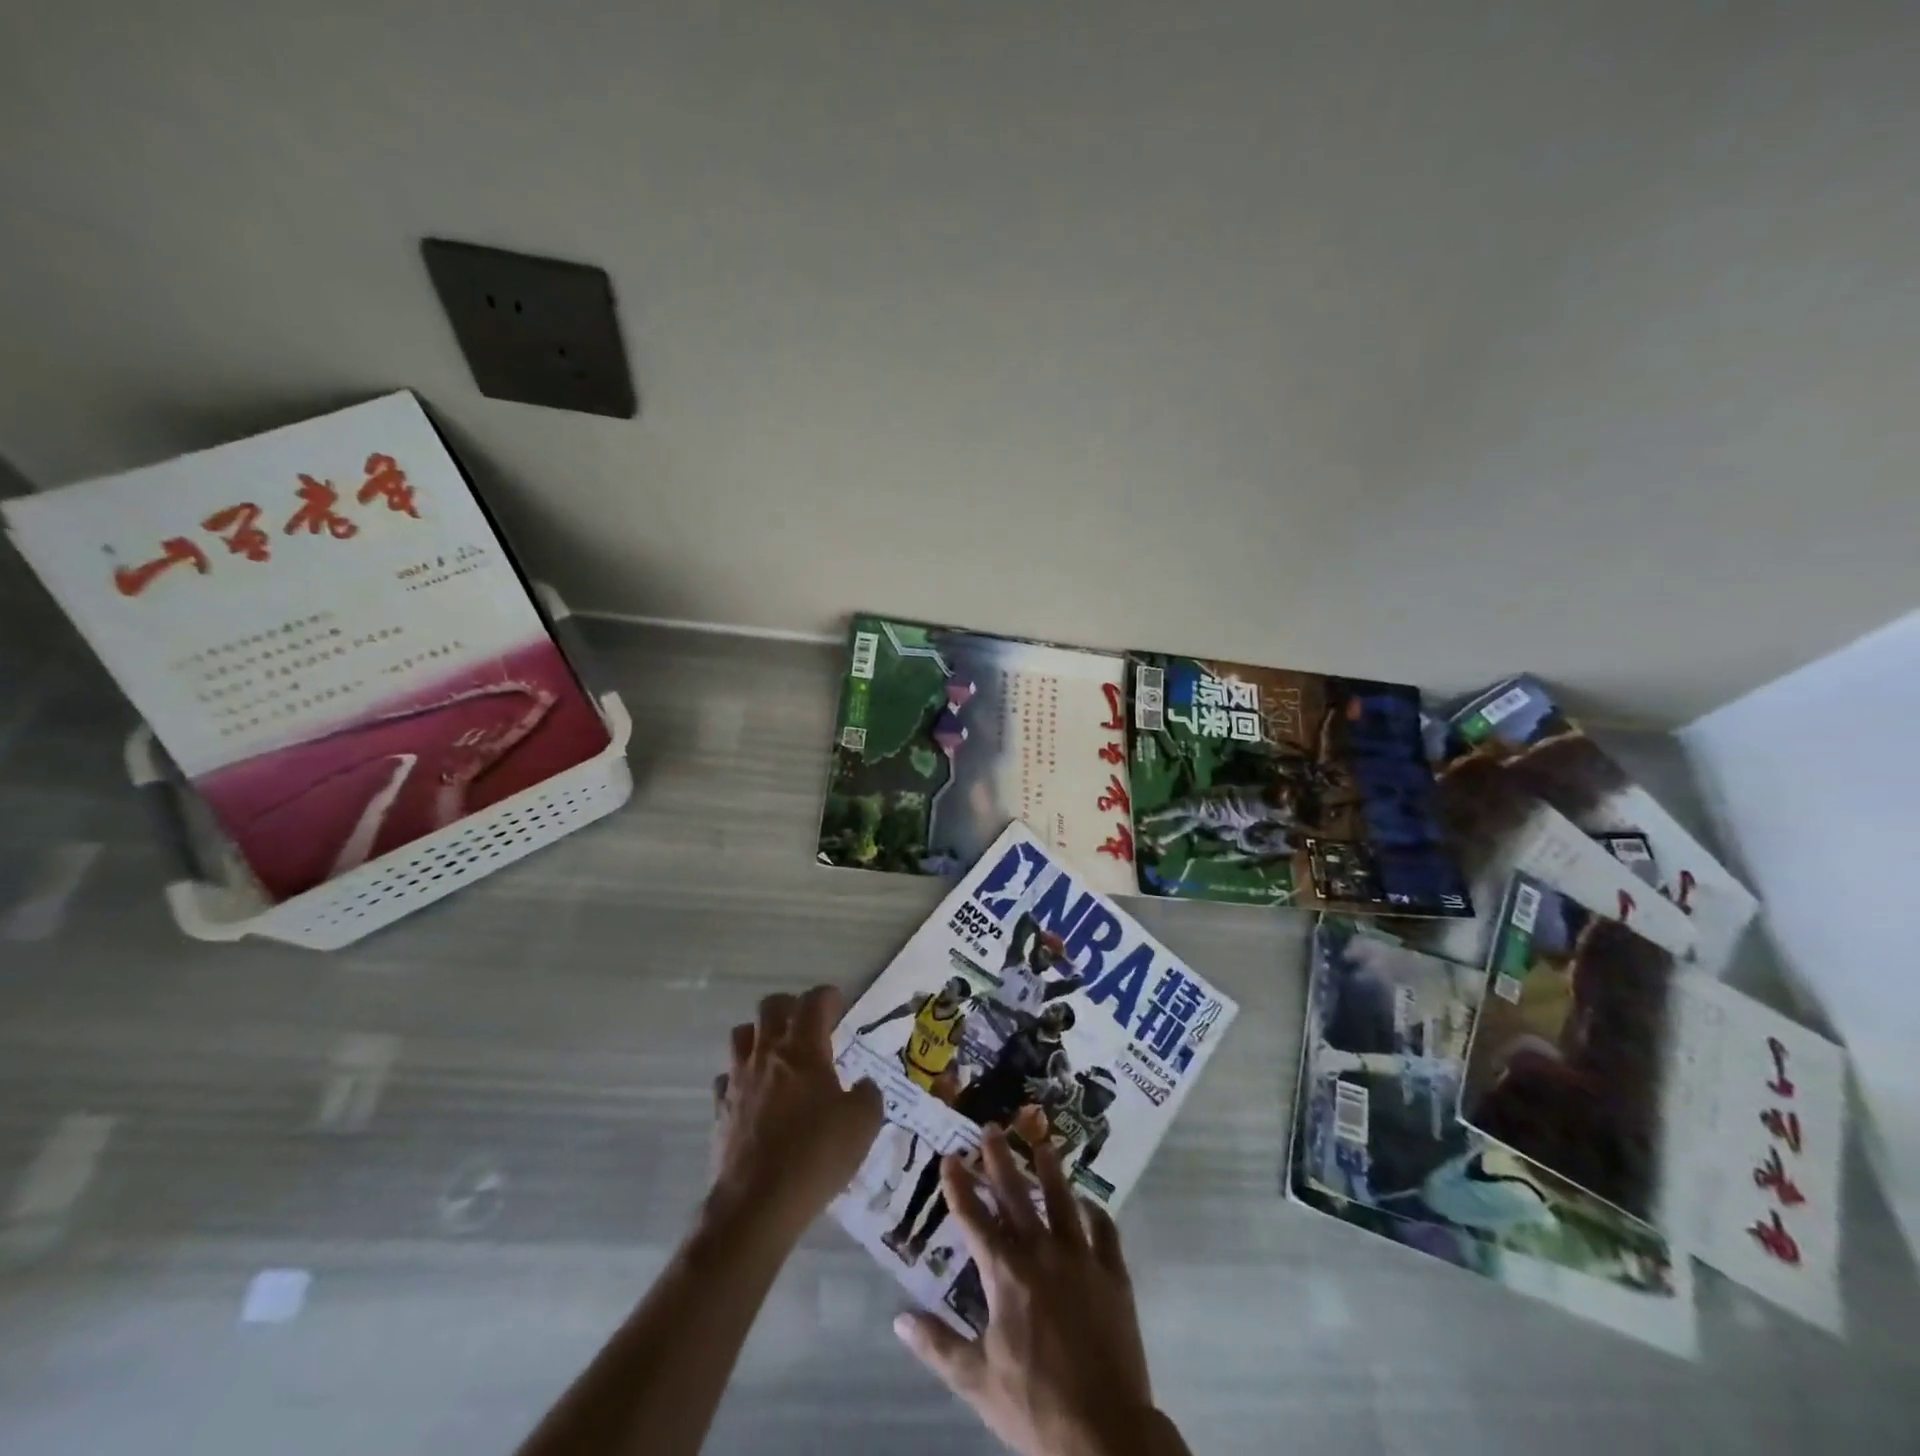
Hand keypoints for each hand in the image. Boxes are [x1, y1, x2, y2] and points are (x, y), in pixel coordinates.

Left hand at [710, 985, 883, 1240]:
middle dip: (791, 1006)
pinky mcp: (720, 1109)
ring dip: (760, 1035)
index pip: (814, 1002)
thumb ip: (867, 1095)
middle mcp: (767, 1054)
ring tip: (777, 1052)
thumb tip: (862, 1086)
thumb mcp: (863, 1124)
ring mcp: (738, 1080)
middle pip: (770, 1007)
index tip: (838, 1002)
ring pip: (742, 1035)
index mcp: (804, 1049)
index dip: (828, 996)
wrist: (756, 1205)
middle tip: (808, 1023)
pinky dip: (741, 1076)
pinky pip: (727, 1076)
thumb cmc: (815, 1156)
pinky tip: (755, 1093)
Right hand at [893, 1130, 1176, 1455]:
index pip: (974, 1219)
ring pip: (1062, 1199)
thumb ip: (939, 1346)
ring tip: (1041, 1143)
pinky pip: (1105, 1230)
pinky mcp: (1113, 1273)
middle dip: (999, 1159)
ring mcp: (1081, 1258)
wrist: (1105, 1433)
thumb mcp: (977, 1381)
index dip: (959, 1186)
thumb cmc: (1035, 1406)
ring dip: (1050, 1170)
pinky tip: (1089, 1201)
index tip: (949, 1156)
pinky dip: (1096, 1211)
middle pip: (1016, 1195)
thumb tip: (899, 1319)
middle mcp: (1042, 1252)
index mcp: (1006, 1274)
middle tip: (991, 1127)